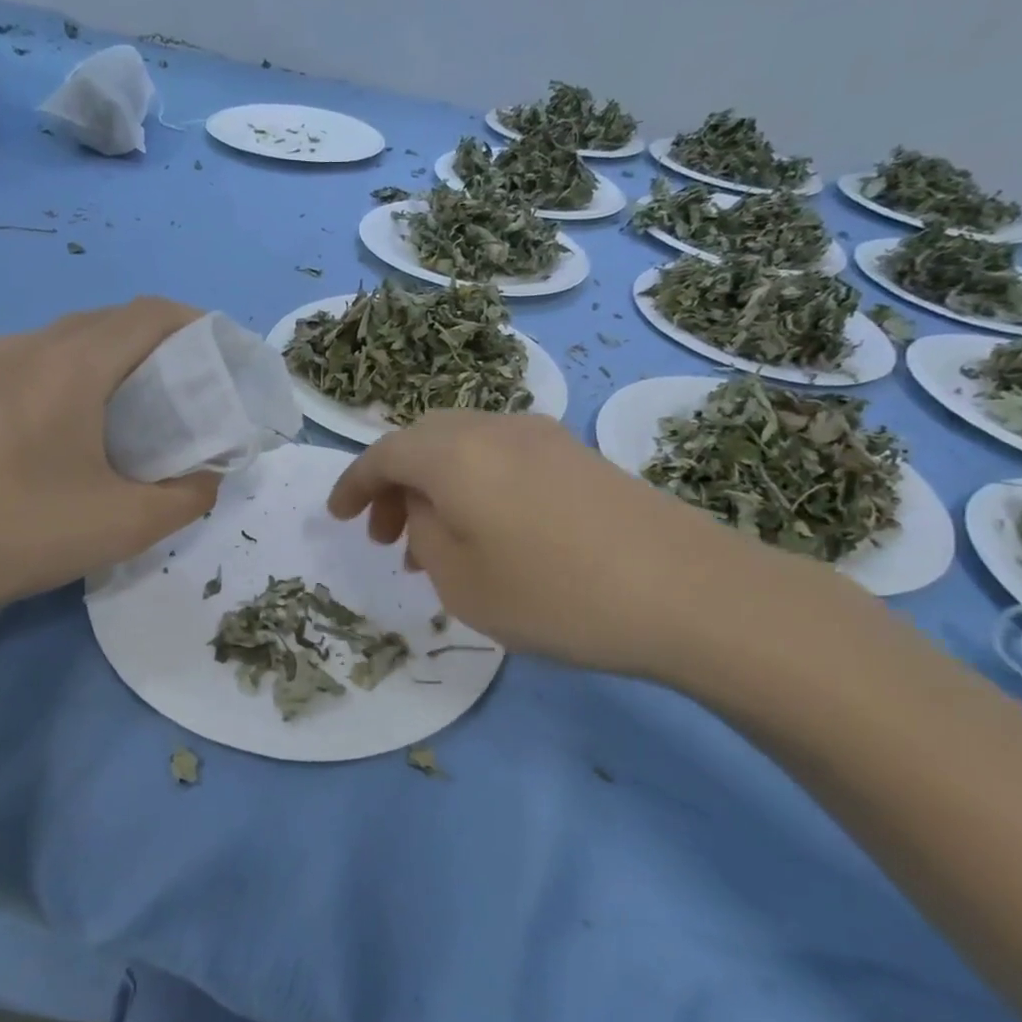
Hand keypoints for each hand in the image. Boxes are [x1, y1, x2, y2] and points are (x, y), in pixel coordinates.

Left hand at [0, 298, 219, 640]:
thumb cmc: (33, 534)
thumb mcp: (132, 524)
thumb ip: (190, 495)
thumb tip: (207, 478)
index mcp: (70, 367)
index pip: (146, 316)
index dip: (191, 323)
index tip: (218, 350)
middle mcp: (25, 348)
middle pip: (106, 320)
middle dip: (154, 339)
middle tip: (183, 382)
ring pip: (64, 338)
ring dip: (108, 355)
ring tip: (131, 400)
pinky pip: (29, 361)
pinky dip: (67, 372)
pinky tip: (68, 423)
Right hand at [327, 410, 786, 680]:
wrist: (687, 592)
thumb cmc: (555, 594)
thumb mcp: (462, 582)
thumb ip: (425, 535)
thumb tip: (428, 511)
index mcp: (453, 454)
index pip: (384, 454)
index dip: (353, 483)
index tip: (335, 515)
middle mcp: (494, 428)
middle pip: (423, 441)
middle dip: (394, 485)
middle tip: (387, 538)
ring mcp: (542, 437)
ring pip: (464, 448)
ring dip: (436, 486)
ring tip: (436, 544)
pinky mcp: (578, 455)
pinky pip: (502, 458)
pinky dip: (476, 486)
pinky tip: (490, 532)